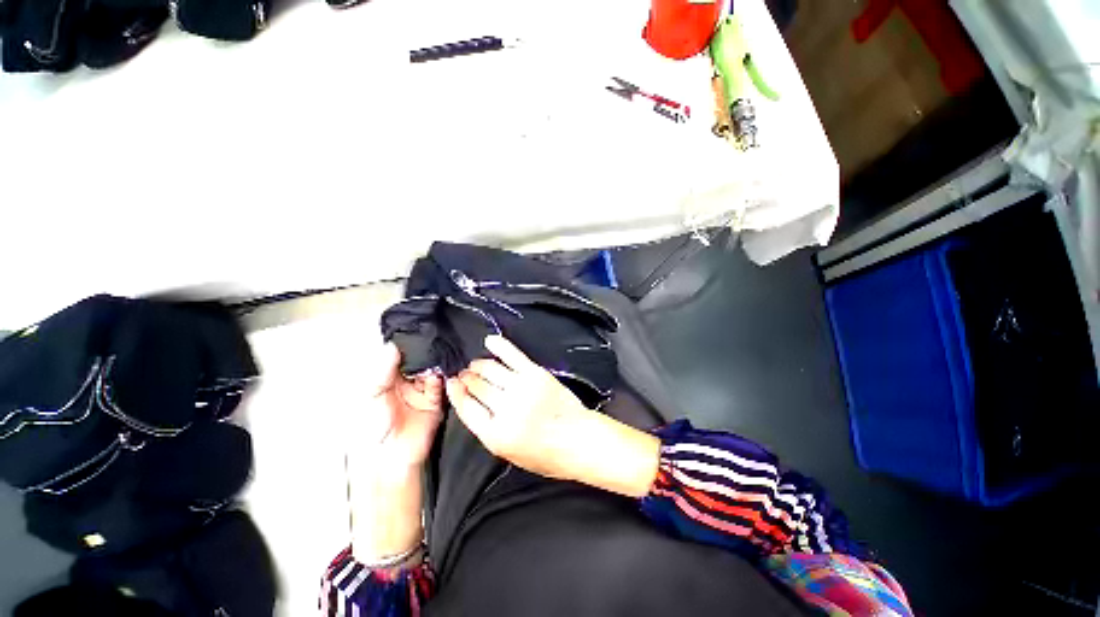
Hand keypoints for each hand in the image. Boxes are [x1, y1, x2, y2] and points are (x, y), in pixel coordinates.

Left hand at [354, 342, 443, 472]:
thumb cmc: (371, 428)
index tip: (417, 332)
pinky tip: (439, 373)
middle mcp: (406, 382)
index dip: (408, 345)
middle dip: (426, 352)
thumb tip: (392, 345)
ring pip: (432, 370)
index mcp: (387, 379)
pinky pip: (441, 385)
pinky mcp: (435, 400)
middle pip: (419, 361)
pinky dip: (441, 377)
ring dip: (434, 364)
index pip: (400, 357)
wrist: (389, 458)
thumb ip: (383, 371)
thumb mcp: (371, 396)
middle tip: (432, 340)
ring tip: (436, 356)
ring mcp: (422, 390)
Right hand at [446, 336, 659, 497]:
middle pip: (477, 386)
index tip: (451, 384)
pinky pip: (513, 356)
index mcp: (496, 435)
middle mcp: (505, 409)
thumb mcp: (510, 454)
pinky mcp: (536, 374)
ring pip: (490, 370)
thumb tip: (475, 406)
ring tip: (476, 364)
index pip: (466, 408)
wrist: (578, 440)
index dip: (456, 394)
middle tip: (464, 373)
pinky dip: (500, 346)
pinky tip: (490, 341)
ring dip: (479, 364)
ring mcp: (521, 388)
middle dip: (467, 378)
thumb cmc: (546, 454)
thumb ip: (490, 431)